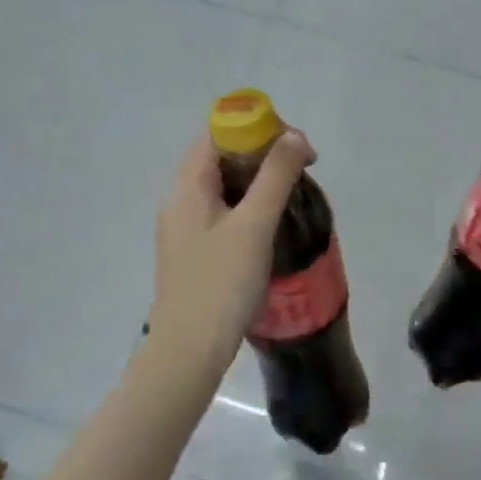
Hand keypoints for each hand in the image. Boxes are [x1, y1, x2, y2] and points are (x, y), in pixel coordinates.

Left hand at [146, 129, 312, 368]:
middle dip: (262, 153)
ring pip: (223, 184)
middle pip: (220, 155)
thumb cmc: (221, 283)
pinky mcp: (194, 250)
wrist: (189, 352)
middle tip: (300, 169)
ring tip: (291, 194)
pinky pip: (222, 210)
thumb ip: (275, 177)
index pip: (217, 132)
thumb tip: (295, 136)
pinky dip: (248, 204)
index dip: (256, 127)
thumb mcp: (254, 225)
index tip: (294, 146)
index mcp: (188, 185)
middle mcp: (180, 199)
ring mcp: (185, 226)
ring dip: (258, 180)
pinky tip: (271, 223)